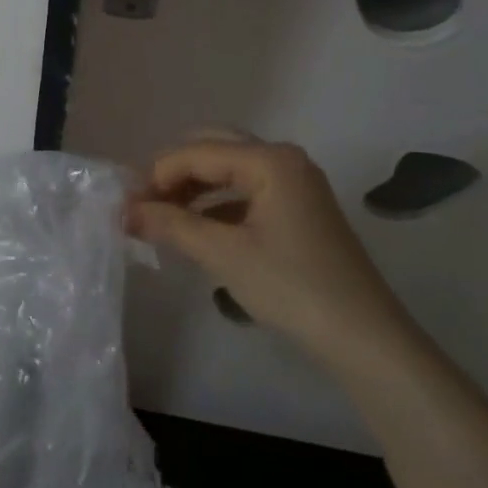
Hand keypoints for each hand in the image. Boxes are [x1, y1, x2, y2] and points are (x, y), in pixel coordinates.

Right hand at [127, 137, 412, 366]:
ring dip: (193, 187)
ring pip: (229, 169)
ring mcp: (295, 183)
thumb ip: (170, 224)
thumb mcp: (223, 254)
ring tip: (162, 216)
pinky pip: (246, 190)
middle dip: (174, 173)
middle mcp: (283, 159)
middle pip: (213, 148)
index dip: (156, 176)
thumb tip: (123, 211)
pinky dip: (216, 202)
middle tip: (143, 204)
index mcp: (269, 160)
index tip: (125, 207)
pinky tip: (197, 227)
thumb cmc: (292, 287)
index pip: (196, 152)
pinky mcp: (298, 208)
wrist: (365, 339)